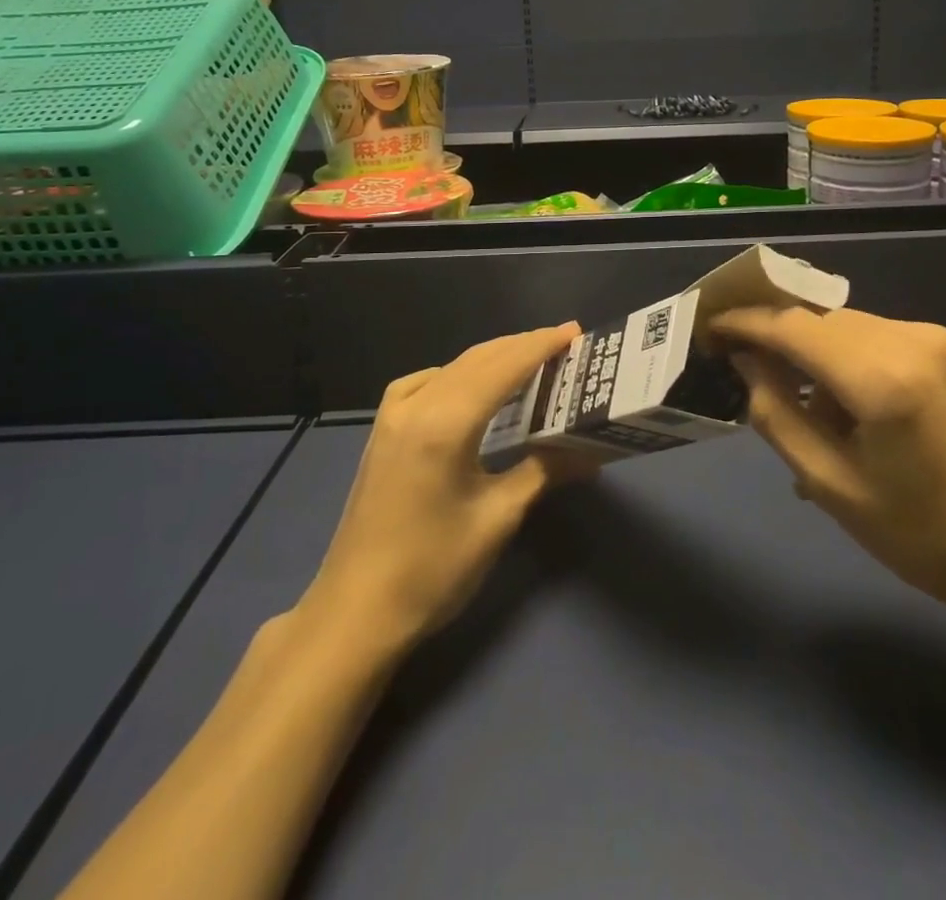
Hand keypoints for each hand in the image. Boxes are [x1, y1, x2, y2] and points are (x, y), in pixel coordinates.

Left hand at [304, 324, 591, 650]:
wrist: (354, 614)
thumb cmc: (432, 569)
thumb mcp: (497, 519)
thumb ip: (543, 472)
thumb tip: (591, 453)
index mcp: (445, 422)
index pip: (503, 367)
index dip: (541, 346)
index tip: (574, 331)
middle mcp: (416, 406)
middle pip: (477, 360)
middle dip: (521, 347)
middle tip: (563, 343)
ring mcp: (392, 417)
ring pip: (451, 368)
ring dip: (492, 359)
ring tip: (530, 361)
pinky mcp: (382, 433)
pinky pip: (423, 384)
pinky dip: (457, 375)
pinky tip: (468, 391)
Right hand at [712, 306, 945, 621]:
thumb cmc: (927, 535)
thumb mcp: (834, 487)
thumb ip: (778, 416)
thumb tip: (746, 363)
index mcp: (881, 376)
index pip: (791, 326)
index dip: (744, 322)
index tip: (707, 327)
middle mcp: (908, 338)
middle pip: (817, 320)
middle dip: (775, 338)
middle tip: (743, 372)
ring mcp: (932, 337)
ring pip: (844, 326)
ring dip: (811, 352)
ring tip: (799, 407)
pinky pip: (873, 338)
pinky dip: (844, 359)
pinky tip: (843, 406)